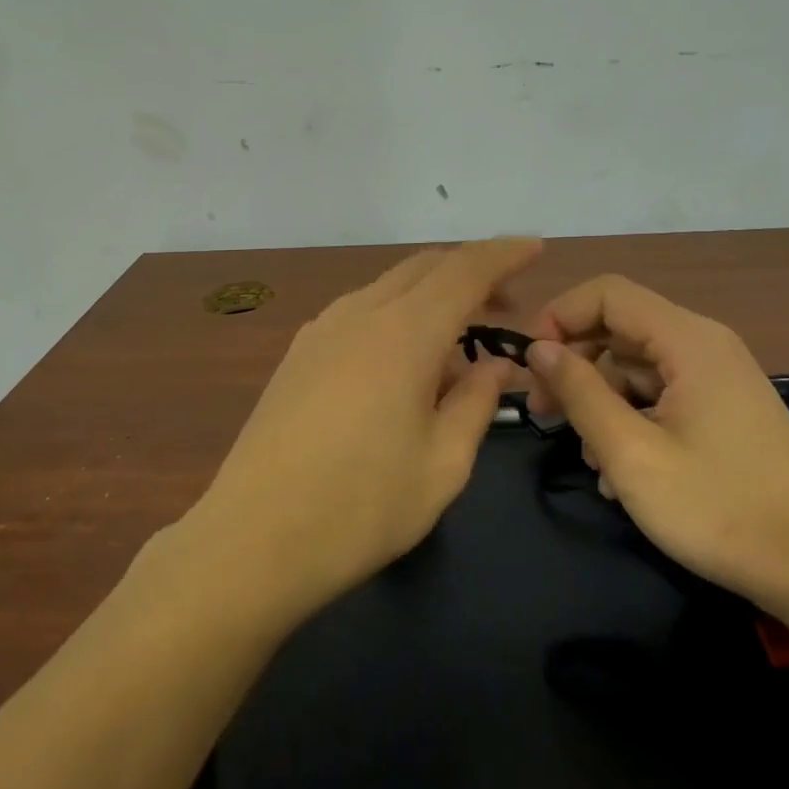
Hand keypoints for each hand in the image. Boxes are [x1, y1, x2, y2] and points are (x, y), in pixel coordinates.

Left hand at [181, 239, 542, 621]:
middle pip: (424, 268)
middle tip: (506, 307)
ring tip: (457, 349)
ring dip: (431, 298)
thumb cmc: (361, 508)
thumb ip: (477, 403)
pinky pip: (360, 313)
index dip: (504, 254)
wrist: (252, 540)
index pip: (465, 270)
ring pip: (389, 288)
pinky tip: (403, 367)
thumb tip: (495, 365)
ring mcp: (321, 330)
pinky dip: (396, 318)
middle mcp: (360, 314)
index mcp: (403, 333)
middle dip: (471, 274)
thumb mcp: (443, 465)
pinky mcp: (298, 354)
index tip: (536, 248)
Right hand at [525, 275, 788, 611]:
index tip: (530, 365)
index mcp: (688, 340)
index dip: (559, 317)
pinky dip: (631, 419)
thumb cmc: (718, 509)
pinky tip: (619, 472)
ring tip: (588, 459)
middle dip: (574, 364)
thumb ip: (579, 392)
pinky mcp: (724, 409)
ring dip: (601, 402)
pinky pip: (661, 394)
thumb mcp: (631, 453)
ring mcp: (718, 378)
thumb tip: (539, 349)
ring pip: (636, 366)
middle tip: (543, 412)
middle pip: (619, 328)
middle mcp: (705, 345)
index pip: (606, 294)